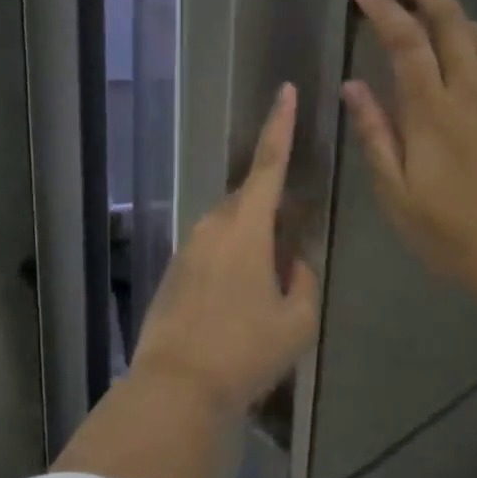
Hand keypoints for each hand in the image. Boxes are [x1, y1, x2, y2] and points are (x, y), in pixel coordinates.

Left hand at [132, 84, 319, 412]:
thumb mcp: (297, 320)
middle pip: (249, 201)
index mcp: (245, 228)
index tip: (287, 91)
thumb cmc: (245, 350)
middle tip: (290, 247)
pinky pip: (211, 251)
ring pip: (229, 229)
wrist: (177, 385)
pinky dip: (231, 263)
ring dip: (251, 243)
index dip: (281, 125)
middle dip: (271, 211)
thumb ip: (302, 280)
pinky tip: (237, 304)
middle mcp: (212, 226)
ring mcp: (188, 247)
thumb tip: (292, 262)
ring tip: (265, 288)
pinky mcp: (174, 270)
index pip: (269, 164)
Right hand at [343, 0, 476, 311]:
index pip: (404, 43)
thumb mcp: (397, 194)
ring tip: (441, 4)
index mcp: (431, 112)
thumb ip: (376, 135)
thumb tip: (353, 86)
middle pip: (451, 26)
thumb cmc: (453, 234)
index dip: (384, 12)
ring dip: (461, 15)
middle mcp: (472, 94)